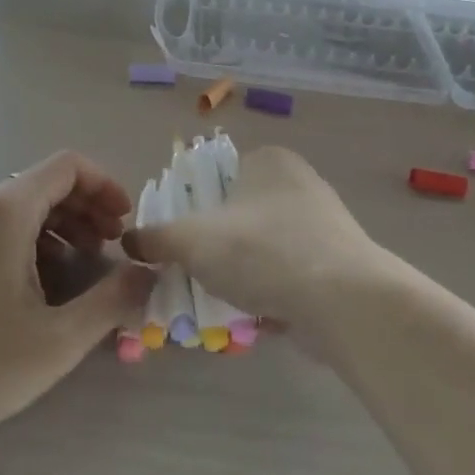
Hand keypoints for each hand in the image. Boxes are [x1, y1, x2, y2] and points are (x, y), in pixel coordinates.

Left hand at [0, 152, 153, 453]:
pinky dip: (32, 239)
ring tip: (83, 266)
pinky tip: (40, 283)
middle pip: (45, 183)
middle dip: (87, 208)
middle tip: (112, 247)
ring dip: (61, 225)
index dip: (105, 186)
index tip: (126, 224)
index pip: (68, 166)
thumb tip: (149, 273)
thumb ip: (112, 301)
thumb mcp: (57, 340)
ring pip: (22, 205)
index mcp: (6, 208)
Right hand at [123, 146, 392, 335]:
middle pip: (238, 214)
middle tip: (192, 273)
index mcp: (268, 159)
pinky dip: (270, 291)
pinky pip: (289, 274)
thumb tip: (130, 240)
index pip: (216, 174)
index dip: (190, 206)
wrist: (345, 302)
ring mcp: (323, 224)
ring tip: (217, 300)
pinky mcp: (338, 265)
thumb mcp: (193, 240)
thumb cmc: (262, 251)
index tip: (176, 240)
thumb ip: (157, 237)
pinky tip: (254, 315)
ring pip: (263, 247)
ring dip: (241, 272)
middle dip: (215, 246)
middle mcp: (299, 183)